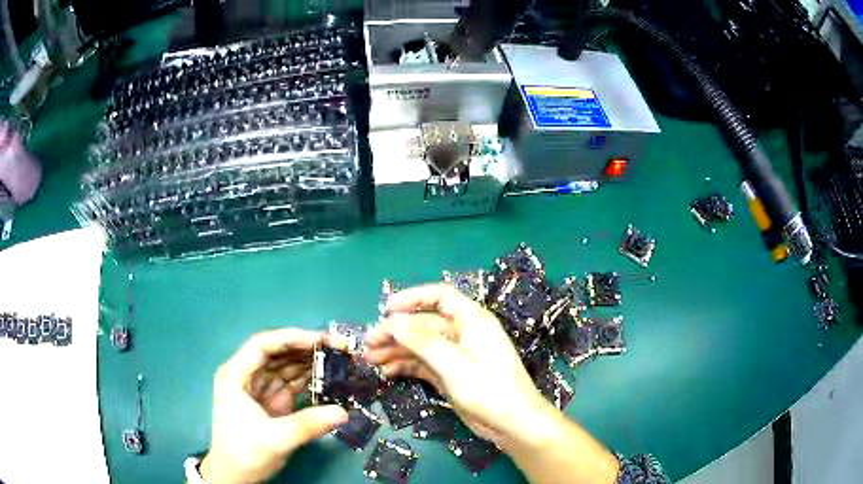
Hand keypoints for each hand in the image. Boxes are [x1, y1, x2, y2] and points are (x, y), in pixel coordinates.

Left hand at [200, 329, 348, 483]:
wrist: (236, 476)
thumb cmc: (245, 453)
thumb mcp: (275, 439)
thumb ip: (308, 424)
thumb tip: (344, 412)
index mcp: (236, 376)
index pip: (262, 346)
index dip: (291, 339)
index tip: (320, 341)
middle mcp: (246, 376)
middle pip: (277, 353)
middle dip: (306, 348)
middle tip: (339, 348)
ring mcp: (260, 389)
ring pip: (286, 367)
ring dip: (311, 363)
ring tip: (339, 359)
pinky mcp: (272, 402)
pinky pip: (292, 384)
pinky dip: (310, 380)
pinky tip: (329, 378)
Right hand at [364, 284, 552, 445]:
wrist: (512, 424)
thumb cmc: (488, 388)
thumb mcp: (453, 363)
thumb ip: (421, 341)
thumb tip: (392, 321)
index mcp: (471, 319)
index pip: (440, 296)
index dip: (412, 298)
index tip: (386, 308)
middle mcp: (462, 333)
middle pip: (423, 324)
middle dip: (396, 331)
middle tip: (368, 343)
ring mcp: (456, 355)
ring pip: (420, 346)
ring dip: (396, 350)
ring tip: (370, 360)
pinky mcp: (450, 375)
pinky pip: (423, 364)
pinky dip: (405, 366)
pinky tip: (387, 372)